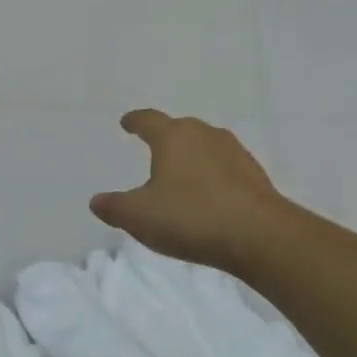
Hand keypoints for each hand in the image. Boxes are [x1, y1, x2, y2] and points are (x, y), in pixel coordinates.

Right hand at [90, 109, 286, 274]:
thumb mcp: (139, 217)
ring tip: (181, 175)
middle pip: (181, 129)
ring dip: (192, 157)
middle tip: (154, 149)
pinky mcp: (255, 176)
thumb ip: (114, 207)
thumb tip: (96, 201)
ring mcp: (235, 154)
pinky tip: (209, 197)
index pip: (149, 120)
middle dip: (166, 138)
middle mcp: (205, 136)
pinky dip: (212, 177)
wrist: (259, 236)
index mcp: (174, 137)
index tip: (127, 123)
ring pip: (206, 147)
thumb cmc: (191, 217)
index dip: (135, 121)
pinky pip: (225, 169)